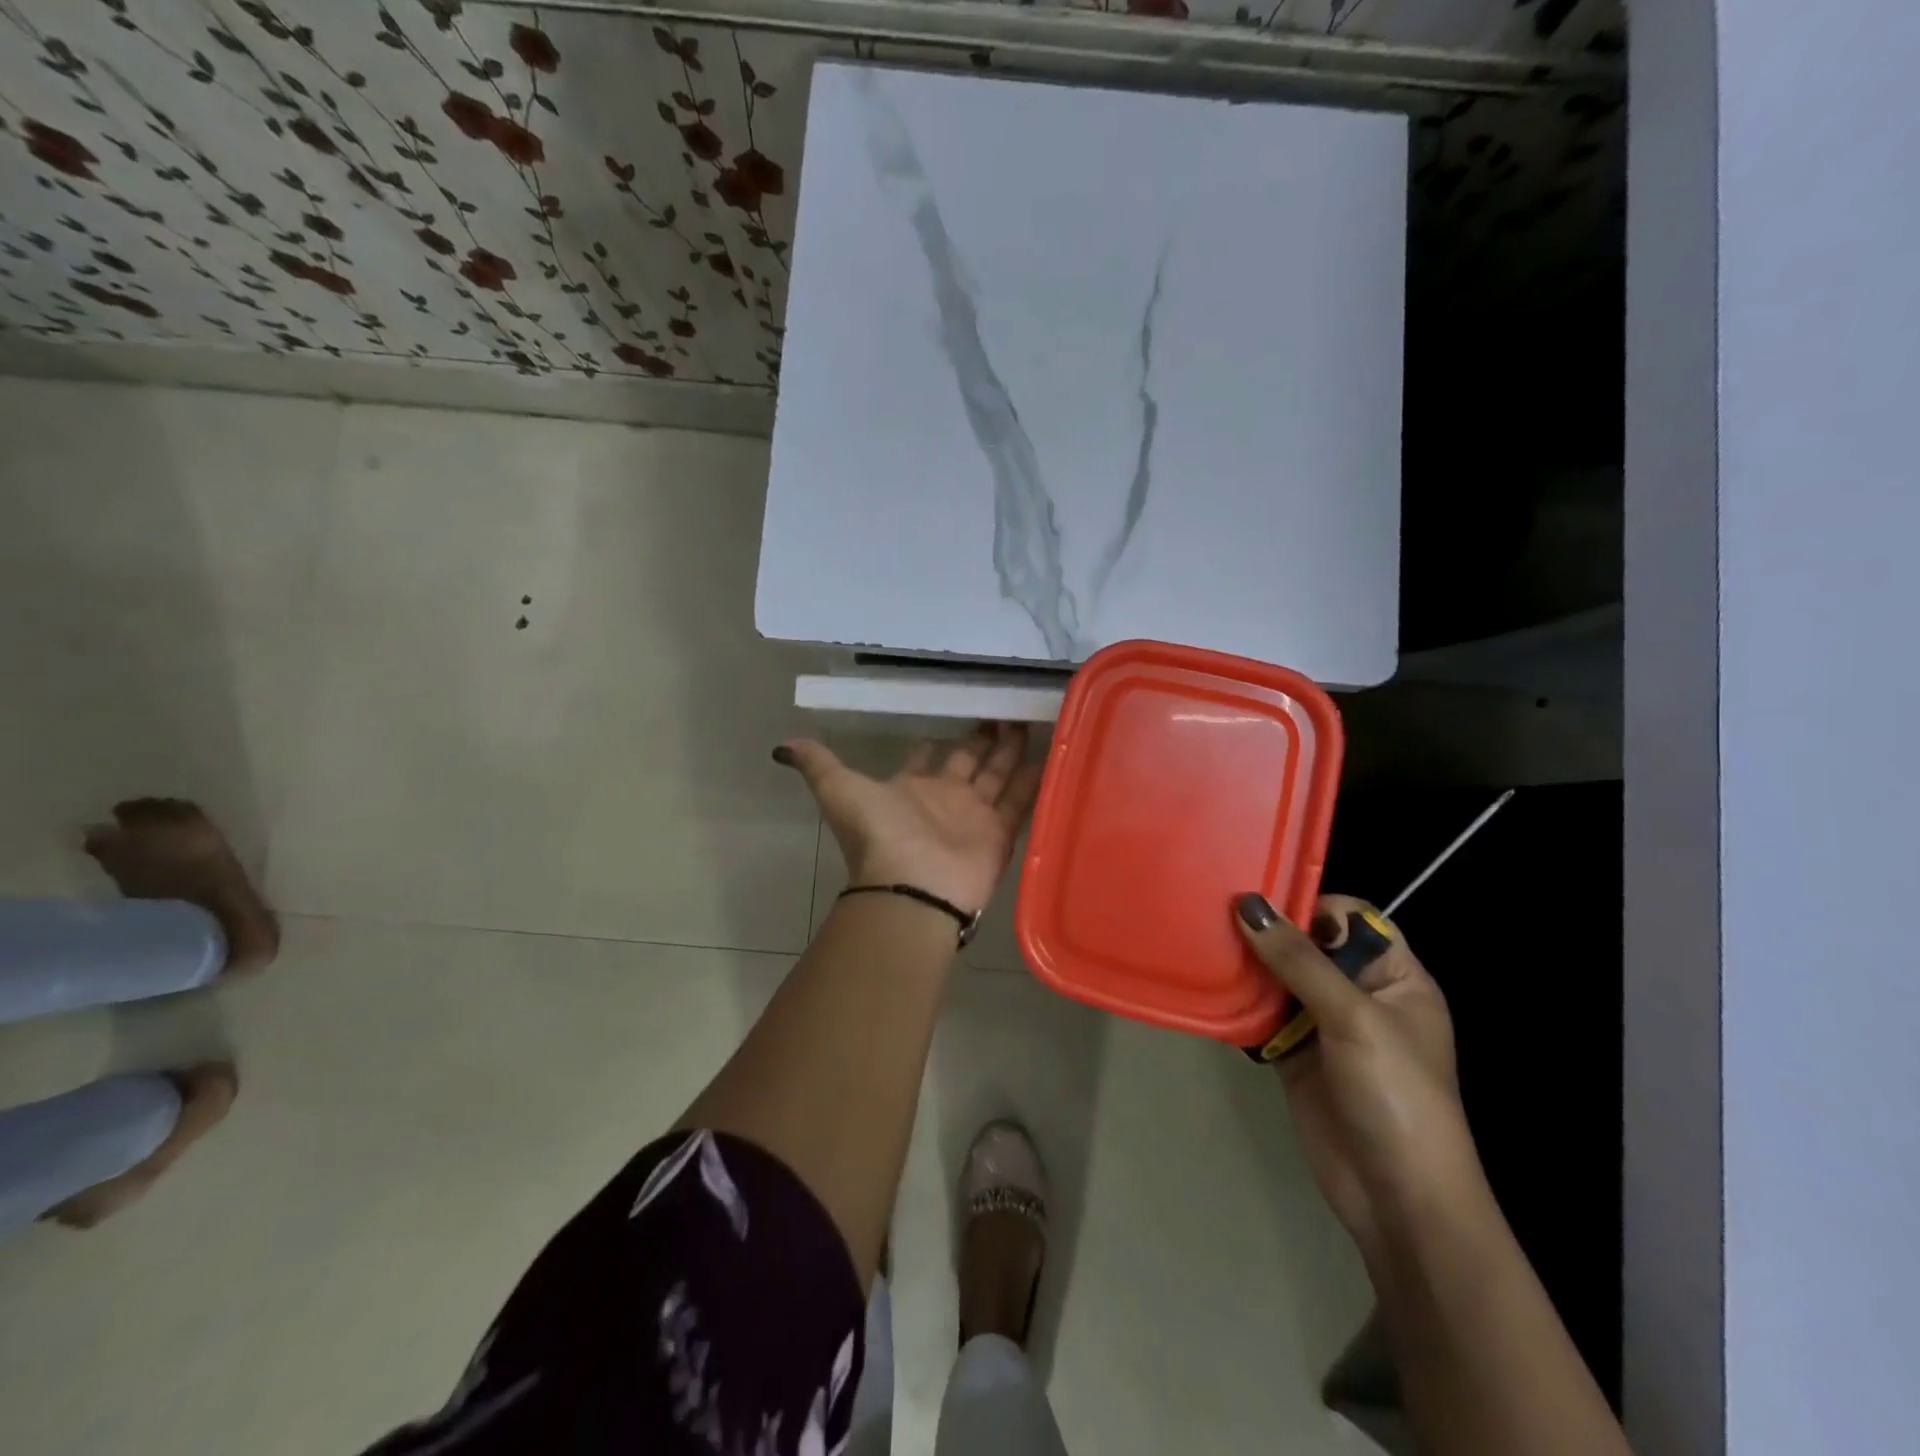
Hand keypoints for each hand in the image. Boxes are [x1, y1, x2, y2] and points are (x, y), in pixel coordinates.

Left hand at [776, 723, 1043, 914]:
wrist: (911, 887)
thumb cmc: (878, 835)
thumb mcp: (839, 790)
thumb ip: (819, 764)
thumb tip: (783, 745)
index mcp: (910, 788)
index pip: (927, 758)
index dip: (936, 742)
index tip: (952, 717)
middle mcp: (944, 800)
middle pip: (970, 762)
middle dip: (984, 738)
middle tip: (1004, 709)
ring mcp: (973, 818)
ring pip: (998, 777)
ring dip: (1013, 752)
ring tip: (1030, 719)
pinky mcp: (999, 834)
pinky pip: (1020, 802)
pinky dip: (1034, 780)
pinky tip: (1052, 753)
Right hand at [1236, 892, 1486, 1265]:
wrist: (1397, 1197)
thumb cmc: (1394, 1093)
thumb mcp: (1353, 1017)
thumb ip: (1299, 960)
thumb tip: (1248, 906)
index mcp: (1395, 978)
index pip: (1352, 919)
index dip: (1311, 905)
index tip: (1261, 898)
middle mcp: (1359, 994)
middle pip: (1309, 945)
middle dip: (1269, 931)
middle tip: (1215, 911)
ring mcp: (1324, 1026)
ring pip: (1280, 978)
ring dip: (1248, 965)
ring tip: (1202, 940)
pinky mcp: (1294, 1055)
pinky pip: (1262, 1016)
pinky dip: (1239, 1004)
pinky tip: (1208, 986)